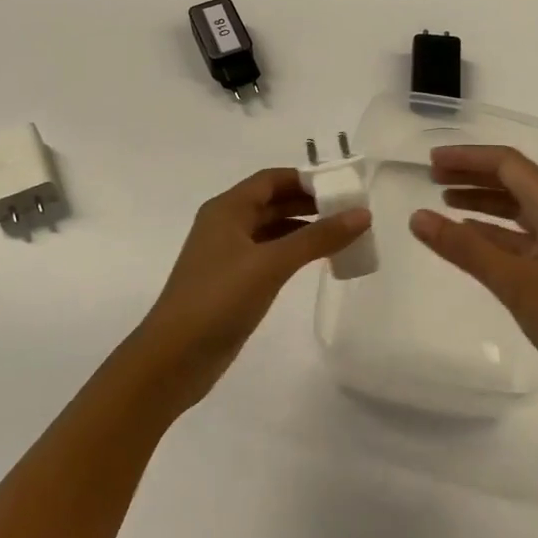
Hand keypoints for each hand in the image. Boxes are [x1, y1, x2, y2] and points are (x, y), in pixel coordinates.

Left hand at [134, 168, 370, 406]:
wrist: (174, 358)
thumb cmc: (219, 299)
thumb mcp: (272, 264)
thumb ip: (318, 237)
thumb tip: (362, 214)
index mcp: (227, 209)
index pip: (271, 179)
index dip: (306, 179)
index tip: (343, 187)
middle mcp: (225, 225)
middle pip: (272, 202)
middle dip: (310, 203)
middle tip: (350, 211)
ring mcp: (227, 255)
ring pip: (272, 230)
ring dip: (304, 229)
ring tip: (343, 235)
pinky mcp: (232, 282)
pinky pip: (269, 255)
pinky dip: (293, 253)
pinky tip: (318, 262)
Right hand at [409, 146, 537, 398]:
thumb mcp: (517, 283)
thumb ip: (466, 249)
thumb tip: (418, 217)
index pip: (508, 164)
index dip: (468, 158)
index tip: (431, 161)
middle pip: (516, 181)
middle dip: (474, 175)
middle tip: (432, 178)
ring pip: (522, 210)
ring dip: (485, 202)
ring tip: (446, 203)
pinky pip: (528, 236)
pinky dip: (499, 232)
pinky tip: (477, 240)